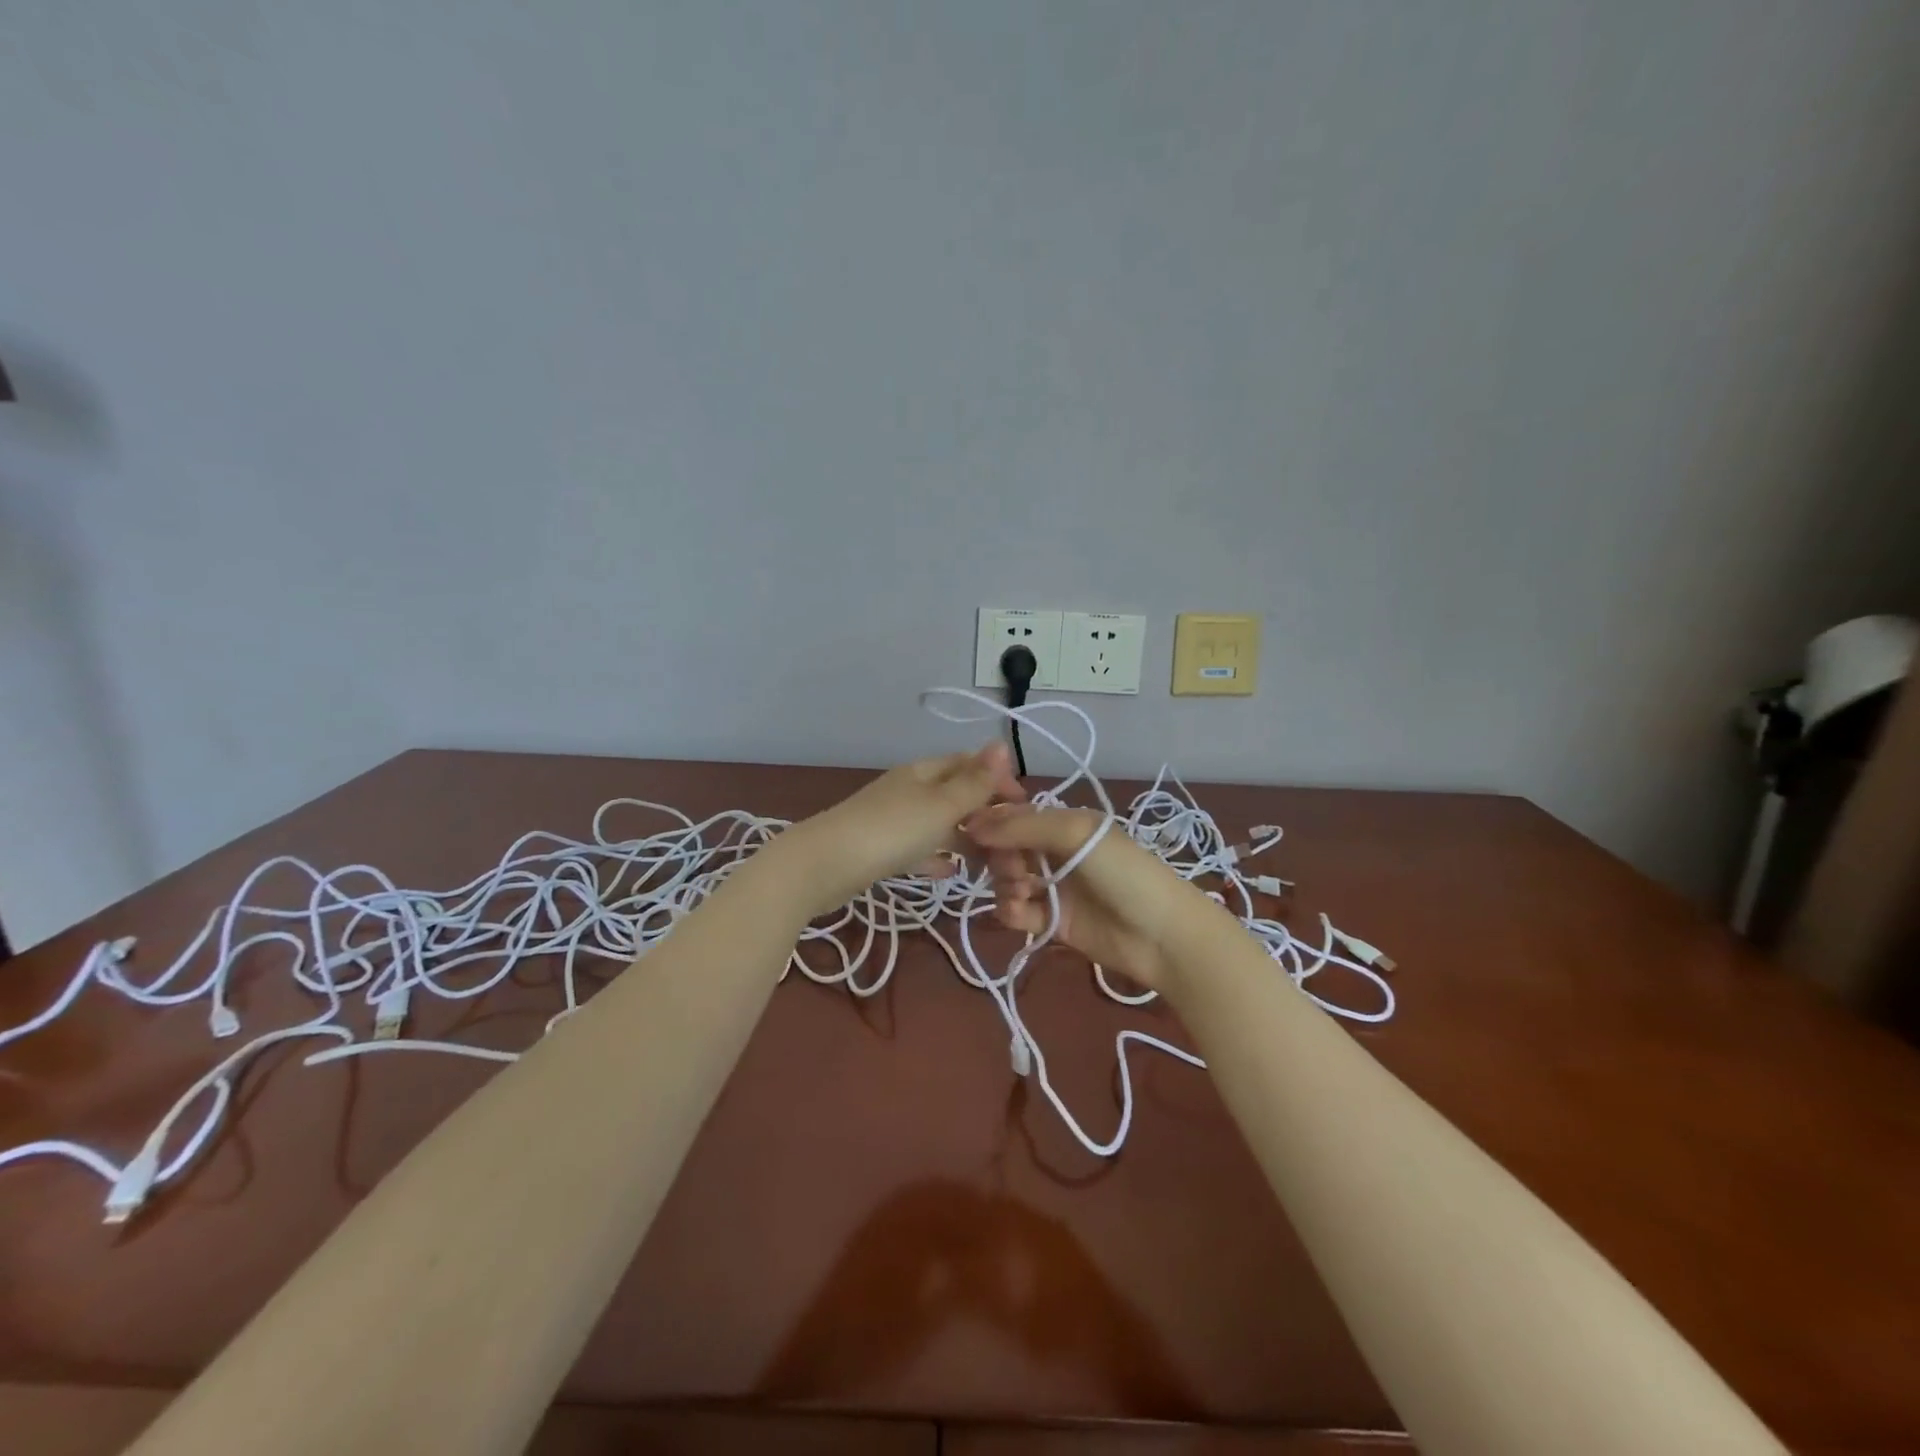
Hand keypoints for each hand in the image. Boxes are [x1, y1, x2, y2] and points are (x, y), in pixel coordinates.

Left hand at [778, 743, 1024, 915]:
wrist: (824, 866)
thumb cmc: (890, 831)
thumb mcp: (941, 805)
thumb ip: (974, 781)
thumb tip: (1001, 743)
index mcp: (924, 772)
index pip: (969, 764)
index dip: (998, 779)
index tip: (1025, 806)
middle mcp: (909, 789)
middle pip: (955, 793)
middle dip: (984, 811)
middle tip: (1012, 840)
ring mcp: (893, 819)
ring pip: (938, 823)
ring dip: (964, 836)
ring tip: (991, 860)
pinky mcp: (880, 849)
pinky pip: (918, 848)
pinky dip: (937, 856)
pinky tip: (951, 872)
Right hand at [963, 803, 1204, 995]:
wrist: (1162, 935)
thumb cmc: (1123, 872)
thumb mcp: (1077, 833)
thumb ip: (1023, 826)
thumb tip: (973, 823)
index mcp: (1065, 823)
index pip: (1016, 815)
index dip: (991, 821)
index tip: (967, 829)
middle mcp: (1056, 852)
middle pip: (1007, 848)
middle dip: (999, 855)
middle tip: (1010, 867)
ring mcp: (1054, 887)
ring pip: (1007, 879)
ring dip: (1004, 883)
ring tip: (1019, 891)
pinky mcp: (1052, 922)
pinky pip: (1016, 911)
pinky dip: (1010, 910)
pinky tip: (1019, 911)